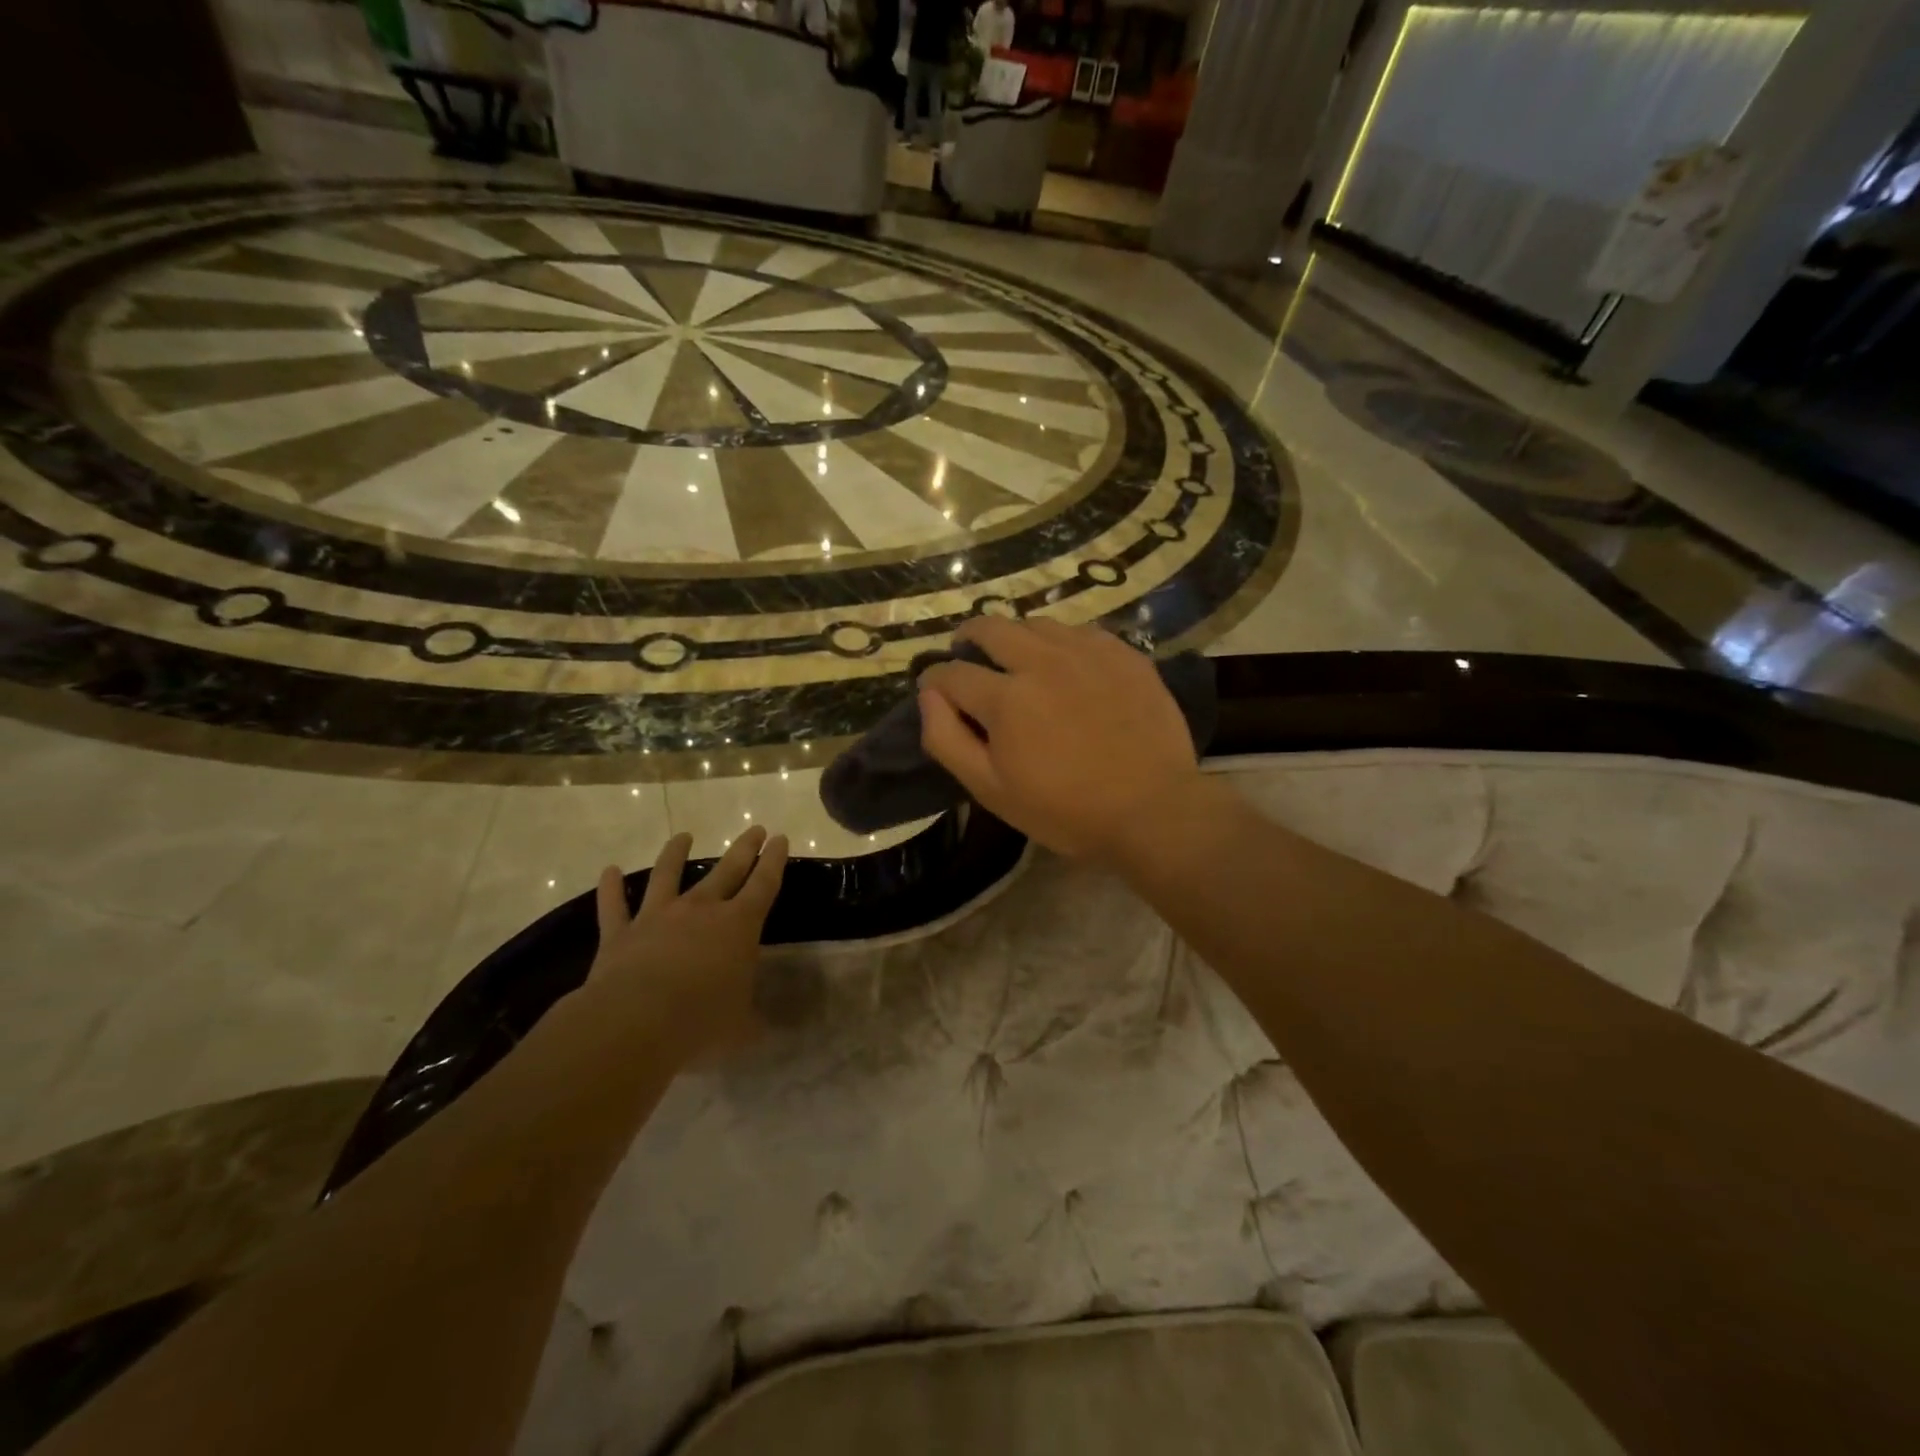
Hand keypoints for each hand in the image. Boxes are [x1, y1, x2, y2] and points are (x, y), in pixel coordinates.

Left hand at [584, 826, 787, 1059]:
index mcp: (739, 926)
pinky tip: (609, 870)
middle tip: (755, 829)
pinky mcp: (620, 934)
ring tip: (683, 836)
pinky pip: (614, 905)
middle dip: (744, 848)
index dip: (774, 861)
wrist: (635, 1022)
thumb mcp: (741, 1027)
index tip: (780, 839)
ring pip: (668, 874)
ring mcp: (658, 917)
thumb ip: (752, 1019)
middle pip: (727, 870)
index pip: (764, 884)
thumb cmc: (701, 1021)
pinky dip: (610, 887)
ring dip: (675, 853)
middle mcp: (701, 910)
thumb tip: (765, 1026)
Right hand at [918, 617, 1203, 860]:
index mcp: (1006, 697)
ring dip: (1016, 636)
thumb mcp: (991, 790)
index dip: (934, 679)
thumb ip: (947, 740)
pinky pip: (1081, 631)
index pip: (952, 672)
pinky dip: (1061, 641)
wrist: (1153, 810)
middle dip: (969, 638)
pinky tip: (1067, 664)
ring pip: (1037, 623)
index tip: (934, 689)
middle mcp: (1043, 660)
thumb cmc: (1066, 810)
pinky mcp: (1124, 655)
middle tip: (968, 654)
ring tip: (1018, 659)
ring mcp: (1088, 652)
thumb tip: (928, 696)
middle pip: (991, 627)